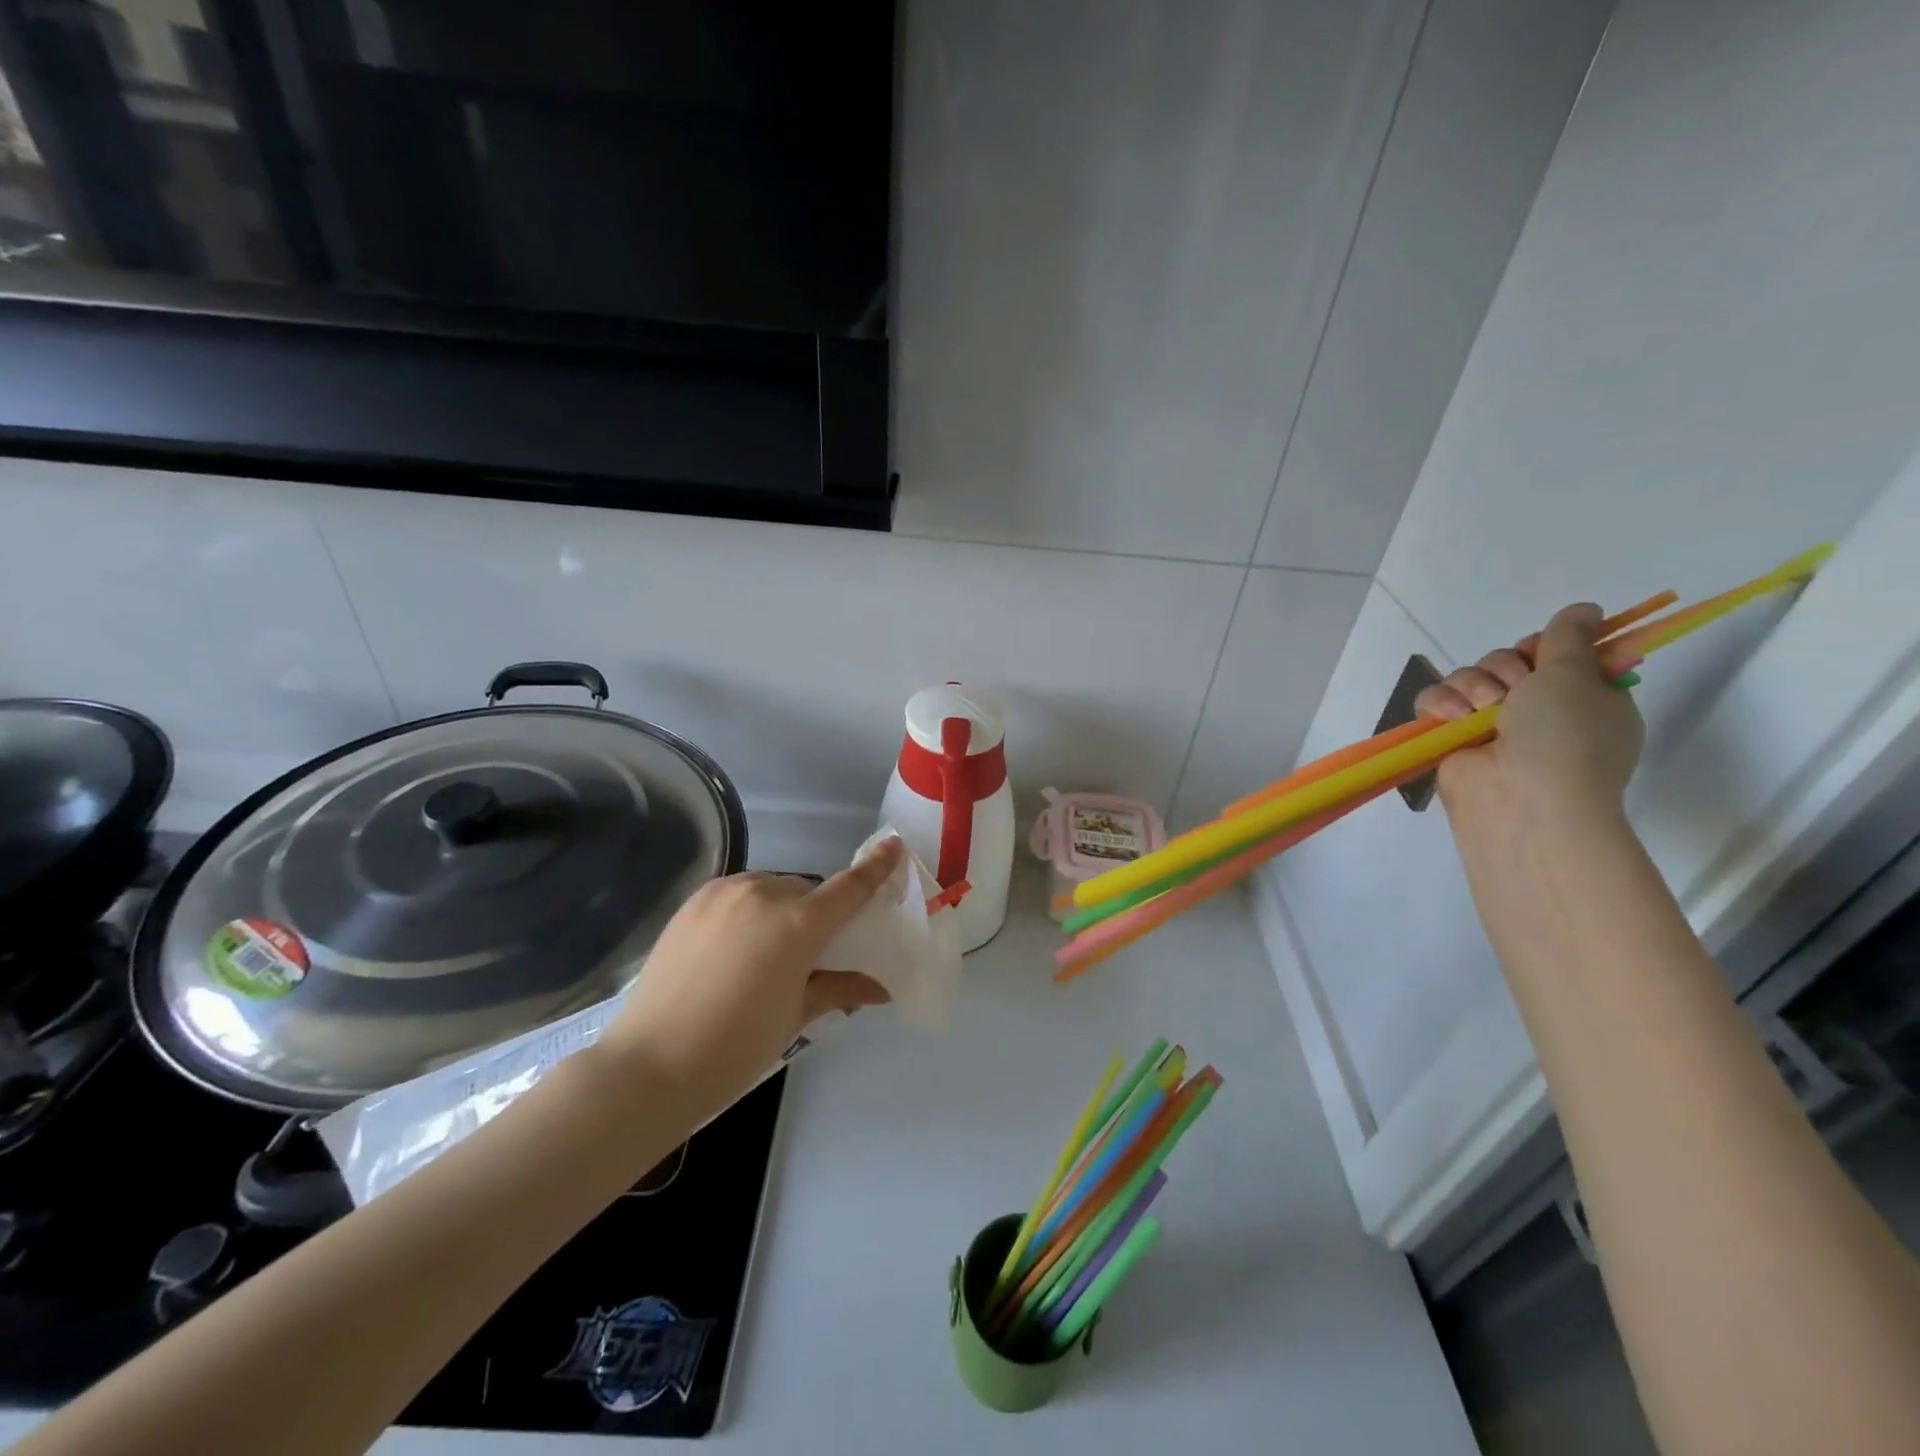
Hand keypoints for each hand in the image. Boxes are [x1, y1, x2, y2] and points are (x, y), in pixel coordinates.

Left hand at [595, 836, 902, 1116]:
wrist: (651, 1064)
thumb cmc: (736, 1047)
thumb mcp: (797, 1016)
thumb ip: (841, 988)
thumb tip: (882, 988)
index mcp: (796, 924)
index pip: (849, 887)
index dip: (876, 867)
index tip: (894, 846)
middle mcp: (763, 894)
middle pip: (808, 892)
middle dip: (817, 914)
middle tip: (812, 954)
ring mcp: (724, 892)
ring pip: (772, 889)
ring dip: (782, 909)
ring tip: (766, 953)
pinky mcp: (695, 900)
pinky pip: (739, 894)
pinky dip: (750, 909)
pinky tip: (735, 946)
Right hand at [1415, 602, 1643, 822]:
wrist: (1522, 798)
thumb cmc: (1564, 737)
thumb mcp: (1576, 676)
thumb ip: (1570, 638)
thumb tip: (1584, 609)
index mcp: (1582, 698)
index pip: (1554, 653)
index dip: (1544, 647)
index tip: (1543, 654)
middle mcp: (1537, 710)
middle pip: (1505, 661)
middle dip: (1503, 670)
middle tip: (1512, 693)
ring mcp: (1491, 726)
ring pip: (1467, 677)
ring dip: (1472, 687)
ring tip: (1480, 712)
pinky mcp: (1451, 739)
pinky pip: (1435, 701)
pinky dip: (1440, 704)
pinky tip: (1452, 718)